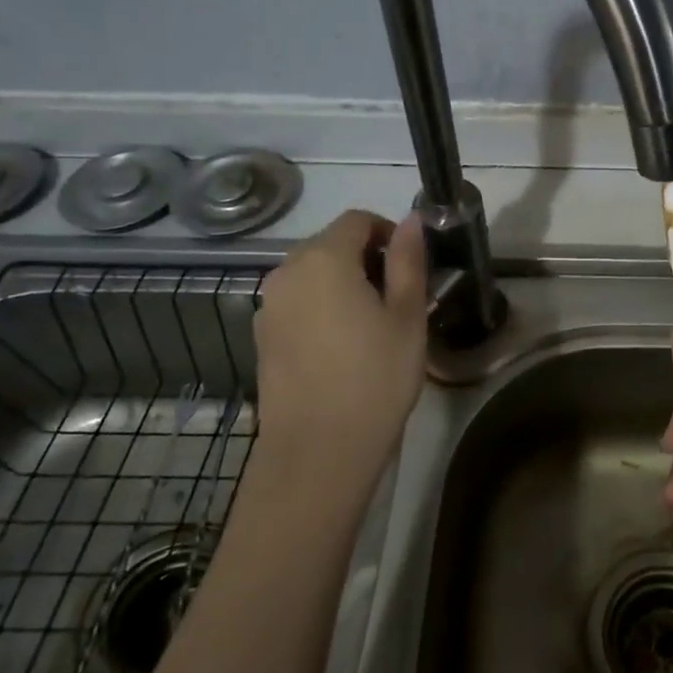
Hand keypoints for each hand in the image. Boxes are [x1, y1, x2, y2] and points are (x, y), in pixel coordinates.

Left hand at [246, 210, 428, 517]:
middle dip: (366, 258)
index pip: (357, 220)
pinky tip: (343, 346)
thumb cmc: (375, 377)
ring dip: (343, 283)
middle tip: (398, 297)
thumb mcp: (407, 316)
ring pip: (312, 274)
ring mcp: (268, 306)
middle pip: (330, 244)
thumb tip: (410, 220)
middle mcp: (286, 272)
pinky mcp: (262, 337)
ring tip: (372, 324)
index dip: (388, 233)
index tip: (410, 266)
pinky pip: (297, 303)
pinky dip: (322, 307)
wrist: (318, 451)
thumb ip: (408, 260)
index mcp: (324, 259)